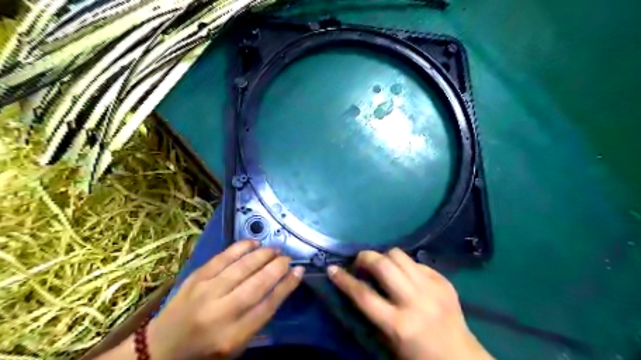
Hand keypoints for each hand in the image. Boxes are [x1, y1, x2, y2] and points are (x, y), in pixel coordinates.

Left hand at [149, 241, 302, 358]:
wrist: (161, 348)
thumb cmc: (205, 351)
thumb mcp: (237, 347)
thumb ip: (260, 320)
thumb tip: (282, 287)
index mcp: (233, 336)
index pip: (268, 306)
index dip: (286, 286)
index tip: (299, 271)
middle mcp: (220, 313)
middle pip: (257, 284)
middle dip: (277, 267)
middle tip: (288, 258)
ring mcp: (206, 292)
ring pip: (242, 267)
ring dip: (263, 255)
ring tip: (275, 249)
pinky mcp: (196, 278)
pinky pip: (223, 257)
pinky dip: (241, 247)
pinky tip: (254, 243)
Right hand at [328, 249, 491, 359]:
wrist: (461, 359)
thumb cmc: (419, 357)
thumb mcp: (390, 342)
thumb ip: (373, 313)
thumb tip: (357, 286)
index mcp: (399, 324)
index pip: (363, 295)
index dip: (344, 280)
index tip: (332, 269)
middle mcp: (415, 301)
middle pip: (382, 265)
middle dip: (365, 258)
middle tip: (359, 263)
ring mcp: (432, 288)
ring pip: (399, 256)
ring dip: (384, 257)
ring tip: (381, 266)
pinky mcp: (444, 281)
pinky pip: (417, 262)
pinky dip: (405, 265)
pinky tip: (405, 275)